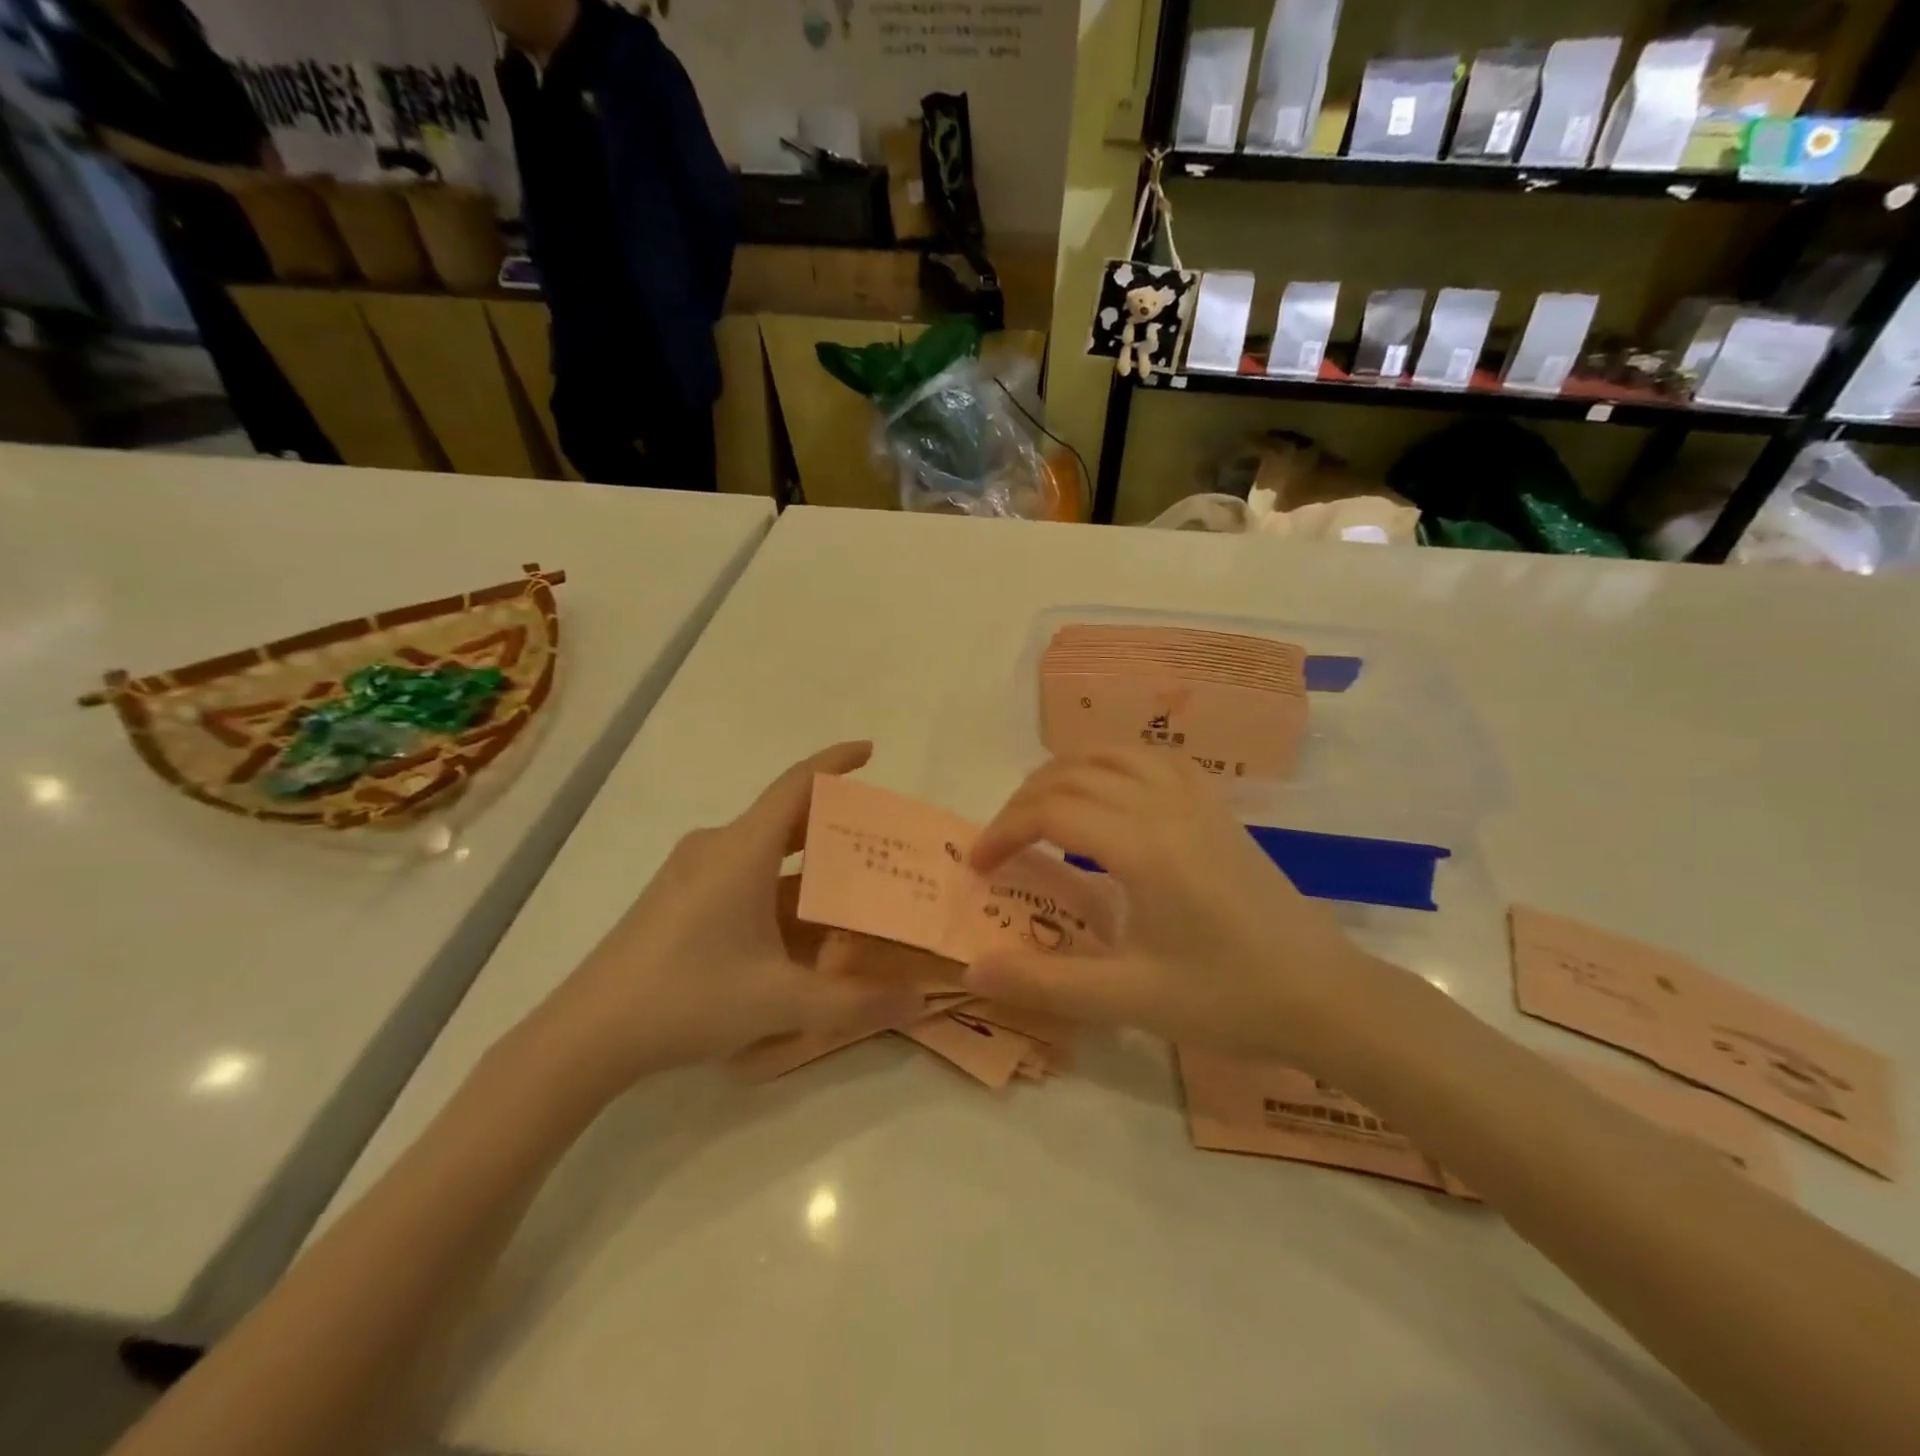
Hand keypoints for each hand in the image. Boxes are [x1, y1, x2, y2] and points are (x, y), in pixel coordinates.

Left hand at [529, 743, 922, 1099]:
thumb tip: (918, 1001)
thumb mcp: (781, 1001)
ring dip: (808, 863)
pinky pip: (743, 875)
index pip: (796, 784)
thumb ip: (856, 1002)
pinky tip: (802, 927)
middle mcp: (717, 848)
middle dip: (834, 822)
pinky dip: (780, 888)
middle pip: (785, 817)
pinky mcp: (678, 898)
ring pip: (764, 852)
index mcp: (742, 850)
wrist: (587, 1034)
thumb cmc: (689, 998)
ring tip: (853, 885)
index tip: (871, 751)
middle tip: (882, 838)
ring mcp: (692, 872)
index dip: (836, 762)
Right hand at [964, 749, 1383, 1064]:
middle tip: (1001, 845)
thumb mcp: (1130, 999)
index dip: (1003, 830)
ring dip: (1065, 773)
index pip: (1050, 812)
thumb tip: (973, 971)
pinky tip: (1110, 791)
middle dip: (1023, 802)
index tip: (978, 866)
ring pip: (1113, 754)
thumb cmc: (1228, 999)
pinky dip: (1114, 763)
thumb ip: (1045, 983)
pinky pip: (1155, 759)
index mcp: (1142, 846)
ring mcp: (1197, 800)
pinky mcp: (1218, 808)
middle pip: (1073, 774)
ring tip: (1040, 809)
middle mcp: (1165, 806)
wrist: (1326, 996)